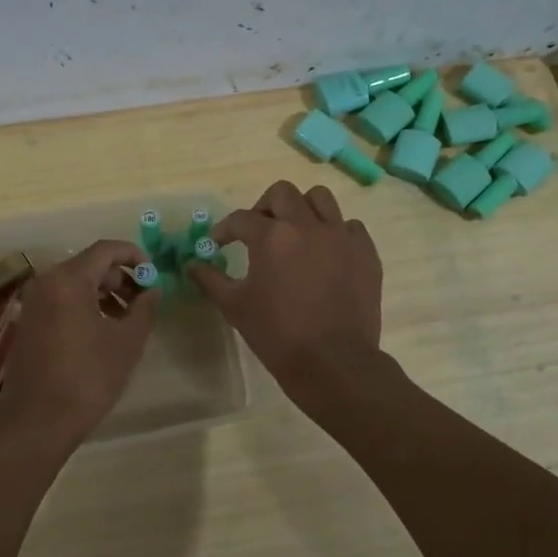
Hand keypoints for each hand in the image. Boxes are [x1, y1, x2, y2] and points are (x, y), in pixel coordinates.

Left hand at [0, 240, 157, 453]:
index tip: (153, 273)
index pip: (106, 249)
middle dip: (120, 278)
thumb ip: (144, 308)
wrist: (38, 420)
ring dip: (104, 294)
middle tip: (144, 300)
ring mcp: (33, 302)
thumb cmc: (88, 377)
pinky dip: (85, 305)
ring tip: (128, 319)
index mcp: (68, 279)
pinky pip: (62, 300)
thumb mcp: (127, 342)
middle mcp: (46, 282)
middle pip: (90, 265)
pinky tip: (103, 330)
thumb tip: (152, 290)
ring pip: (76, 283)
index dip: (134, 255)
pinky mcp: (29, 321)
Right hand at [189, 180, 383, 403]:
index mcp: (271, 237)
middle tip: (259, 230)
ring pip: (320, 199)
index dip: (225, 229)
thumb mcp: (235, 307)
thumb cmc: (277, 335)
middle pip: (282, 193)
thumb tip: (191, 264)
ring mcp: (340, 236)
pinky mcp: (365, 252)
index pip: (241, 219)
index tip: (219, 242)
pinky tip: (326, 254)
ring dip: (302, 209)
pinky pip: (349, 226)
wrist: (333, 363)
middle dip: (264, 207)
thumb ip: (211, 279)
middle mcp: (307, 226)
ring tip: (295, 232)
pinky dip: (334, 232)